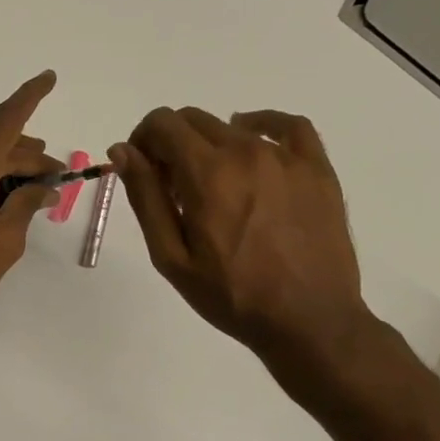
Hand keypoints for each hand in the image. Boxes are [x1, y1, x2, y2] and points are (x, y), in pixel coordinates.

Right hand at [107, 107, 372, 374]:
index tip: (141, 170)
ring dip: (209, 146)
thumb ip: (145, 197)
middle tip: (170, 187)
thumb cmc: (231, 295)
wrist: (309, 320)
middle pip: (194, 120)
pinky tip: (252, 142)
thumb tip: (122, 150)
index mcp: (207, 173)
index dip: (141, 140)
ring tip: (211, 187)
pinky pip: (288, 126)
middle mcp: (246, 152)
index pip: (162, 124)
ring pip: (232, 127)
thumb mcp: (171, 256)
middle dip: (170, 143)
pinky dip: (262, 125)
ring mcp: (287, 158)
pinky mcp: (317, 169)